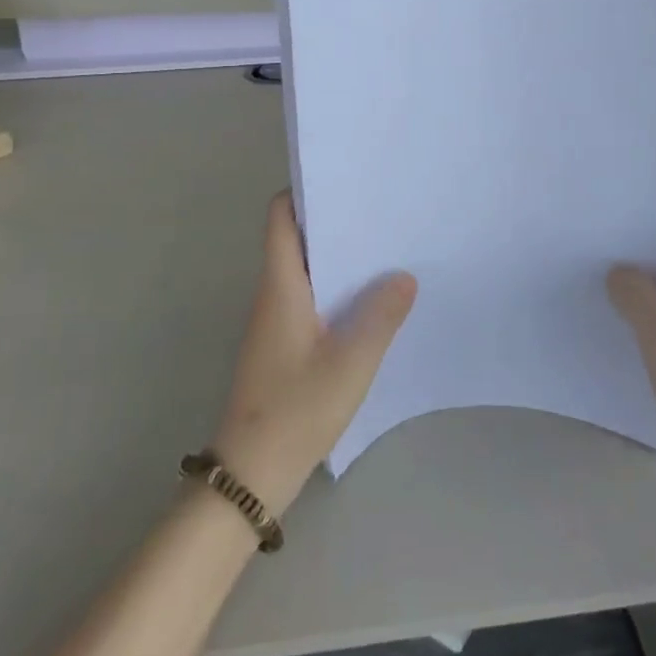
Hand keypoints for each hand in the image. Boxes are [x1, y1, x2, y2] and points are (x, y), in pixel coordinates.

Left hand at [212, 194, 416, 514]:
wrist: (250, 475)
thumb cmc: (295, 410)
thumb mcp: (350, 363)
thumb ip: (380, 316)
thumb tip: (404, 276)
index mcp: (281, 286)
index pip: (280, 218)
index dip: (304, 191)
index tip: (344, 180)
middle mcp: (273, 295)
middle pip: (297, 238)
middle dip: (334, 221)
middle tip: (381, 211)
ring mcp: (276, 321)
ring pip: (306, 270)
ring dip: (338, 257)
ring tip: (385, 248)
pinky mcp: (283, 345)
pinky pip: (310, 299)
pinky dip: (336, 289)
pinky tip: (371, 300)